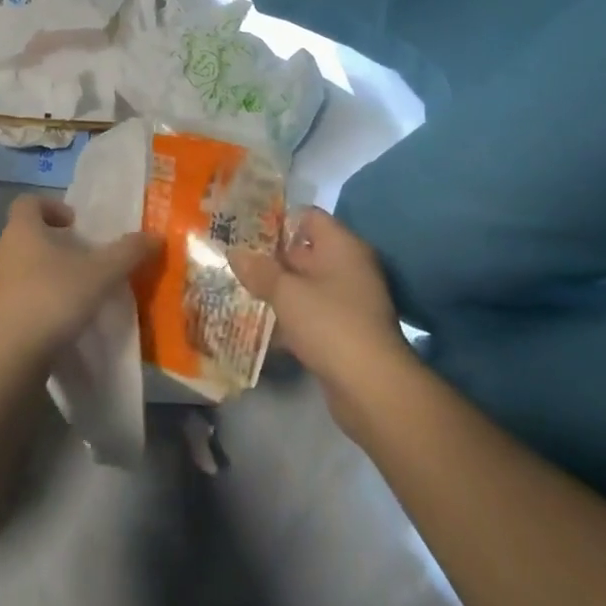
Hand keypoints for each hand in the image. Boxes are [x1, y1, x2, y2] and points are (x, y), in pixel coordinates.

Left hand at [0, 195, 160, 371]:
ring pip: (14, 271)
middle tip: (77, 262)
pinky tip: (51, 327)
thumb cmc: (52, 299)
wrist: (6, 358)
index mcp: (20, 231)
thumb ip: (127, 253)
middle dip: (49, 246)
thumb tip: (155, 236)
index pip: (28, 202)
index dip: (52, 207)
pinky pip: (8, 304)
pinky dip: (28, 308)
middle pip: (22, 237)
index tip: (74, 225)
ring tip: (67, 297)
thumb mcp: (100, 274)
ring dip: (37, 278)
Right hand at [229, 207, 415, 424]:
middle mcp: (349, 267)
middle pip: (305, 251)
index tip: (246, 229)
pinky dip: (291, 317)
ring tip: (241, 289)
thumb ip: (259, 270)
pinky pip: (312, 314)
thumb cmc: (329, 323)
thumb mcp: (286, 293)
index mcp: (341, 246)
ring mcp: (350, 301)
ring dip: (279, 290)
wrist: (372, 387)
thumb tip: (234, 252)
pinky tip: (262, 326)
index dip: (277, 220)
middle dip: (271, 258)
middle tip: (236, 260)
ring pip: (306, 286)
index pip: (308, 217)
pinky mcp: (346, 332)